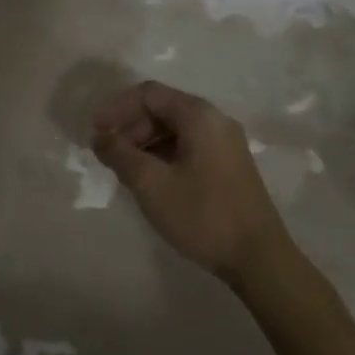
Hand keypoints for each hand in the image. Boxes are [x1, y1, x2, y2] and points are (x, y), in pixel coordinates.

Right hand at [92, 80, 293, 284]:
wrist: (260, 261)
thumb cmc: (203, 216)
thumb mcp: (152, 185)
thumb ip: (120, 154)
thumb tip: (100, 137)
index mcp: (199, 115)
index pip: (149, 94)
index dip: (117, 108)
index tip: (94, 131)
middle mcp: (215, 120)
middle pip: (163, 109)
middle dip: (130, 126)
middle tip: (108, 152)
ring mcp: (225, 143)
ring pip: (175, 129)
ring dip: (145, 142)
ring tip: (125, 168)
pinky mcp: (229, 165)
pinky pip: (188, 145)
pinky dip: (163, 154)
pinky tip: (150, 178)